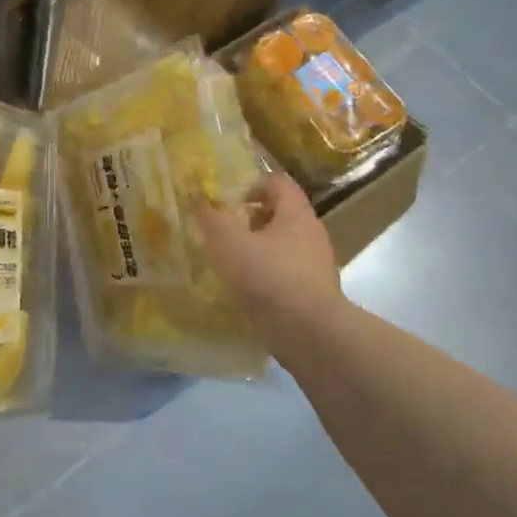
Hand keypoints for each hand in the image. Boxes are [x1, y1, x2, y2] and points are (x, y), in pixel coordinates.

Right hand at [195, 173, 345, 346]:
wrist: (310, 334)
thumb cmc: (269, 278)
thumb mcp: (229, 242)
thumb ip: (212, 218)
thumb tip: (201, 202)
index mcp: (296, 213)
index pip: (277, 182)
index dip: (250, 184)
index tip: (226, 202)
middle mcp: (311, 234)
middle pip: (279, 214)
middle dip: (248, 220)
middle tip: (221, 232)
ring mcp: (315, 265)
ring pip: (282, 245)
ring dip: (256, 249)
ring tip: (228, 263)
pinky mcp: (313, 293)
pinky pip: (285, 273)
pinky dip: (265, 276)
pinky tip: (245, 290)